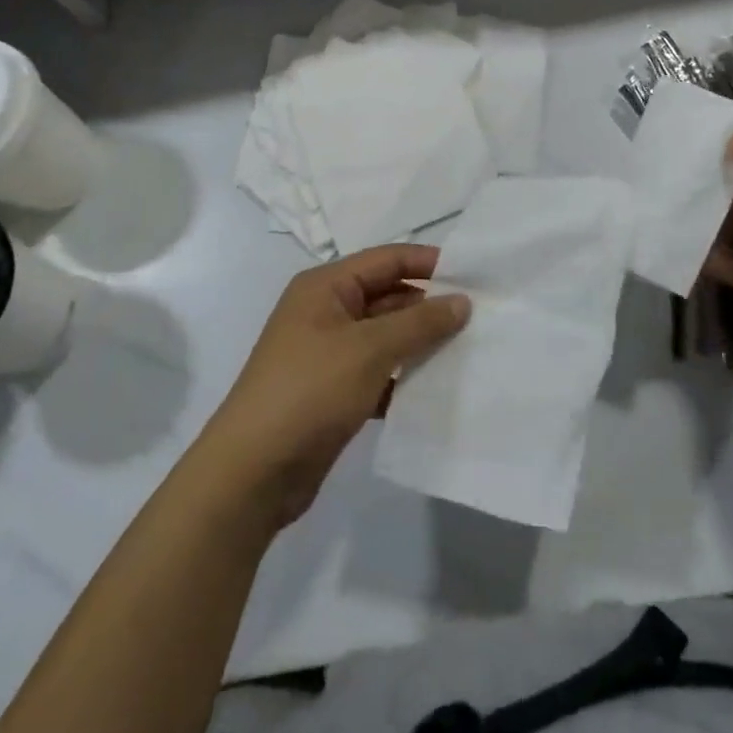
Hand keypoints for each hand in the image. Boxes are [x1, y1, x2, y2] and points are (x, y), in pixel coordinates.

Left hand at [200, 245, 469, 529]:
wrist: (252, 473)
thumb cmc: (309, 391)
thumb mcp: (369, 349)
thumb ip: (419, 322)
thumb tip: (461, 301)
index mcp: (325, 286)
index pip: (387, 259)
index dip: (429, 263)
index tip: (475, 277)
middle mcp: (325, 312)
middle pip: (388, 296)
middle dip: (429, 307)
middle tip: (480, 320)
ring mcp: (327, 353)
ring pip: (385, 337)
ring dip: (419, 344)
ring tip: (468, 352)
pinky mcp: (332, 392)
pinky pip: (378, 373)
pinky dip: (403, 379)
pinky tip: (435, 391)